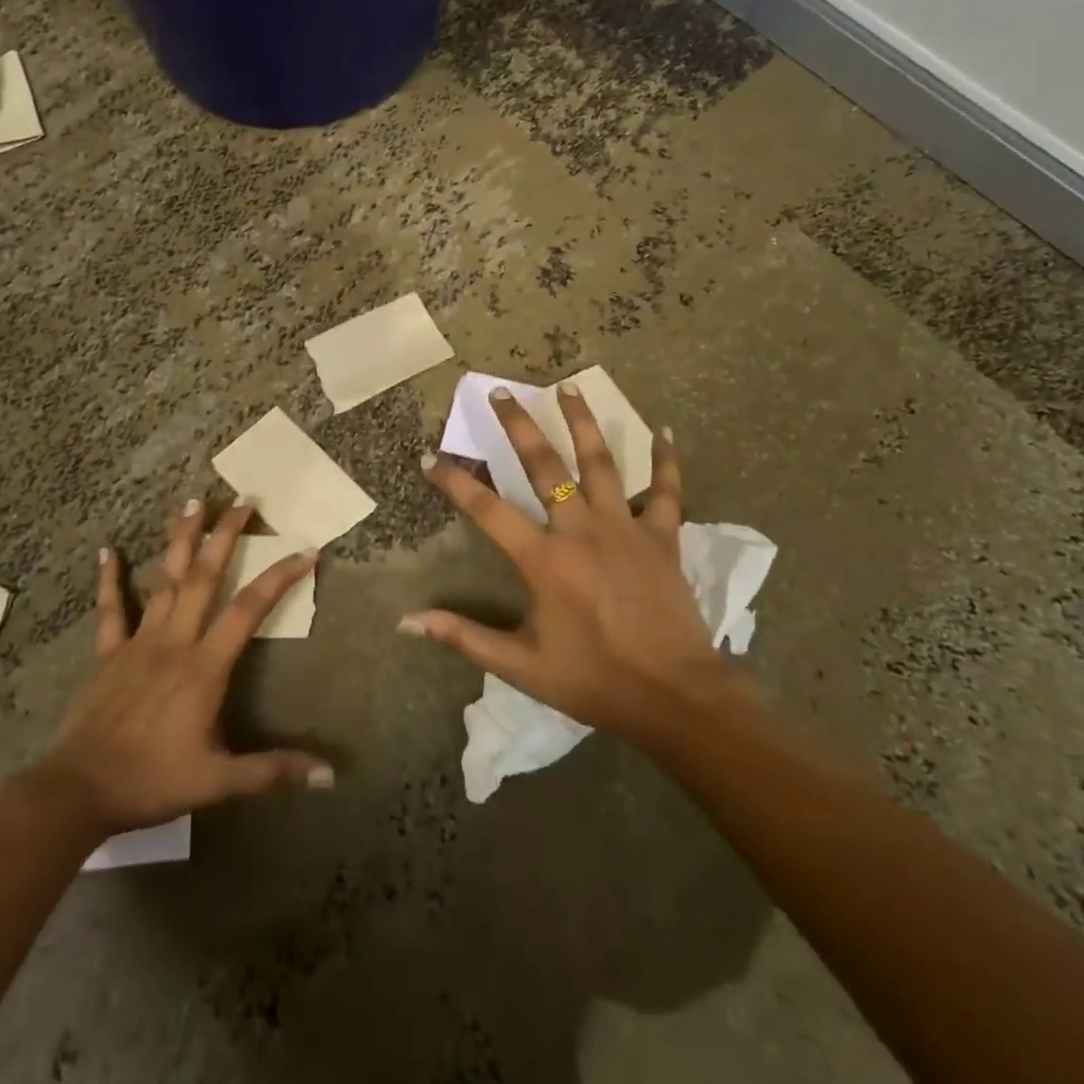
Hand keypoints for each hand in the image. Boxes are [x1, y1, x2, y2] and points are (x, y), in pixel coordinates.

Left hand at [38, 499, 332, 833]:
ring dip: (180, 540)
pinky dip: (110, 579)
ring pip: (164, 580)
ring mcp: (138, 642)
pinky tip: (108, 550)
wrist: (78, 791)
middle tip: (243, 502)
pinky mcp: (109, 653)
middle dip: (225, 536)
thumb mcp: (218, 781)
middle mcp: (174, 641)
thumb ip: (272, 770)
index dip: (279, 578)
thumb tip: (329, 775)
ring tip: (191, 502)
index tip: (306, 551)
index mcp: (205, 666)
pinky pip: (110, 609)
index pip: (249, 610)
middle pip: (204, 577)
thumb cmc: (152, 781)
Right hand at [406, 385, 722, 747]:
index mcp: (544, 560)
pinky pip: (666, 491)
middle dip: (519, 426)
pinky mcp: (663, 537)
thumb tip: (408, 621)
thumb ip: (464, 636)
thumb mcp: (521, 666)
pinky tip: (665, 431)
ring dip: (582, 422)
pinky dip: (666, 461)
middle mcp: (581, 530)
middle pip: (544, 466)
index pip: (488, 510)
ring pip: (601, 462)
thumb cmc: (594, 680)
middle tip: (501, 392)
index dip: (455, 481)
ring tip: (568, 386)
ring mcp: (626, 528)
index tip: (429, 458)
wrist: (675, 698)